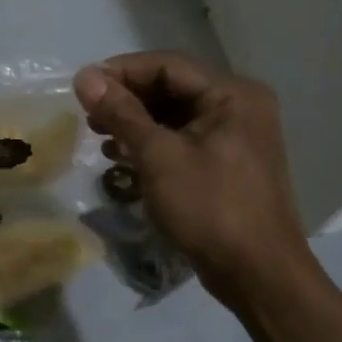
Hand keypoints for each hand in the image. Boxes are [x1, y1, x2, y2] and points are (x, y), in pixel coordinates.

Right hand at [74, 51, 312, 310]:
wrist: (259, 276)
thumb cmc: (210, 209)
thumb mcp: (159, 157)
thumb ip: (121, 113)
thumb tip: (84, 76)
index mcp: (232, 94)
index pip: (167, 65)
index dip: (121, 71)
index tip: (82, 88)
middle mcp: (238, 106)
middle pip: (171, 87)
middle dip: (127, 99)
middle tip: (89, 116)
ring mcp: (235, 136)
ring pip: (174, 114)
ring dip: (135, 122)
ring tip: (101, 138)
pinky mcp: (226, 163)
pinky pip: (183, 139)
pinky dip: (152, 144)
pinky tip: (124, 159)